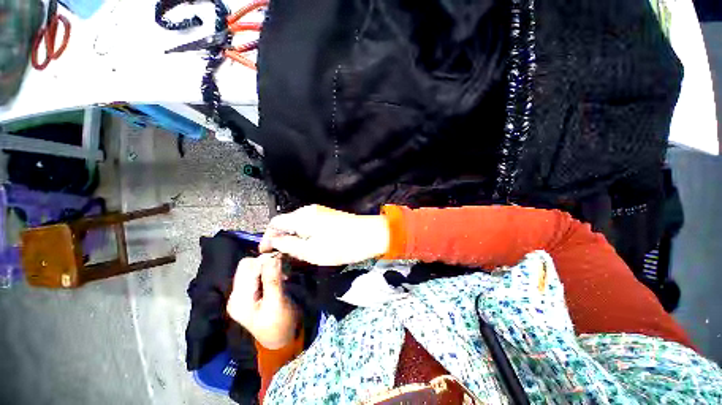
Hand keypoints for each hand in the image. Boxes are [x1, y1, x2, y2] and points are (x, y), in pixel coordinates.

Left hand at [226, 253, 297, 348]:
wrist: (281, 339)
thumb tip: (272, 256)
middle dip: (266, 263)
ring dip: (269, 267)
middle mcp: (237, 294)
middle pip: (247, 266)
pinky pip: (258, 275)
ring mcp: (243, 294)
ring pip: (254, 268)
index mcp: (239, 298)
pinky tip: (280, 278)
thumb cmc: (279, 324)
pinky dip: (270, 272)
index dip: (264, 261)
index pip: (247, 267)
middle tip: (282, 269)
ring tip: (283, 276)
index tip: (281, 261)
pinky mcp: (251, 293)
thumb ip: (272, 279)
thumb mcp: (277, 302)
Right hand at [260, 205, 389, 265]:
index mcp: (301, 217)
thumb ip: (289, 245)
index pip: (275, 222)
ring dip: (292, 236)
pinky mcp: (327, 215)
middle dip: (279, 237)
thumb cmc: (340, 246)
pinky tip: (306, 245)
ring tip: (291, 252)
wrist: (369, 235)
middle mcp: (308, 210)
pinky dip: (302, 234)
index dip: (267, 237)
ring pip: (297, 223)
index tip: (266, 252)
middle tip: (279, 255)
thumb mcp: (311, 252)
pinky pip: (308, 223)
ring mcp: (319, 211)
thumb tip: (274, 241)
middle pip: (286, 221)